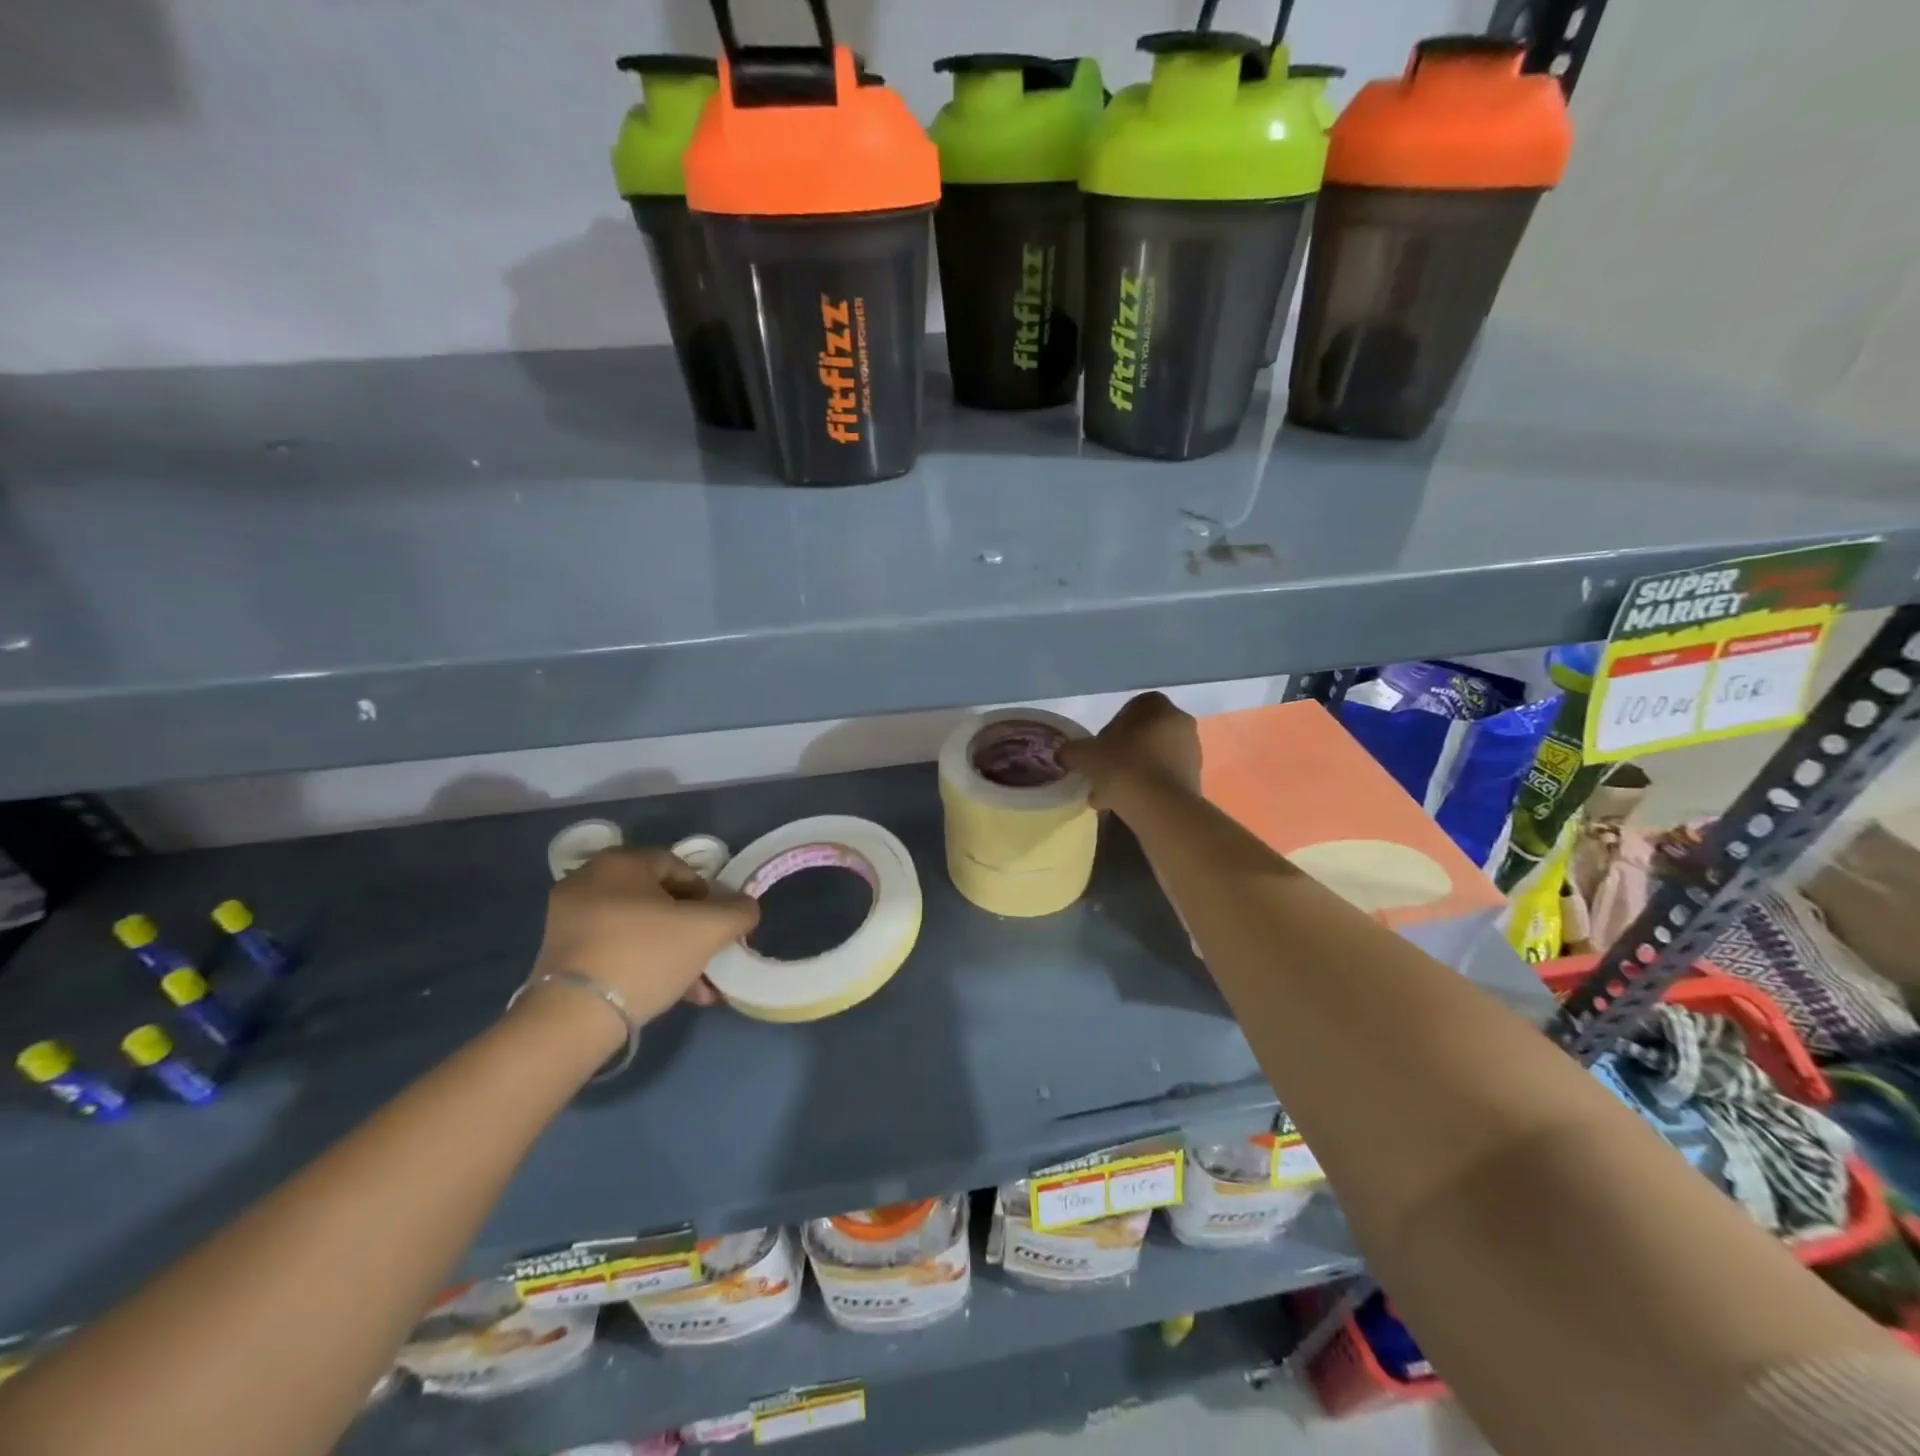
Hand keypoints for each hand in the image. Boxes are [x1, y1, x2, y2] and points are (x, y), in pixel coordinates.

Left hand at [531, 847, 759, 1025]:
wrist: (572, 1019)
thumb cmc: (645, 955)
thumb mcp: (709, 929)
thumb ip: (738, 911)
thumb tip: (744, 908)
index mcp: (620, 862)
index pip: (680, 867)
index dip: (709, 896)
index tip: (720, 927)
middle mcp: (588, 881)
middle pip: (659, 900)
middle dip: (691, 930)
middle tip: (710, 956)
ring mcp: (568, 918)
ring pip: (639, 928)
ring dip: (673, 952)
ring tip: (697, 987)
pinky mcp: (559, 954)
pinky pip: (616, 948)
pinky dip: (644, 964)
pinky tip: (669, 993)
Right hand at [1061, 692, 1201, 810]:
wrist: (1161, 809)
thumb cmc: (1124, 768)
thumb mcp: (1087, 755)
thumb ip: (1073, 750)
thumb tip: (1064, 753)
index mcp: (1159, 708)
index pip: (1134, 706)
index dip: (1113, 723)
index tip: (1099, 744)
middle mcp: (1181, 726)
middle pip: (1144, 734)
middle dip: (1122, 751)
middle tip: (1101, 769)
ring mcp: (1192, 755)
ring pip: (1152, 759)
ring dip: (1131, 772)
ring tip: (1108, 794)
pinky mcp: (1193, 783)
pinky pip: (1162, 779)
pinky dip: (1144, 788)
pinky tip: (1124, 805)